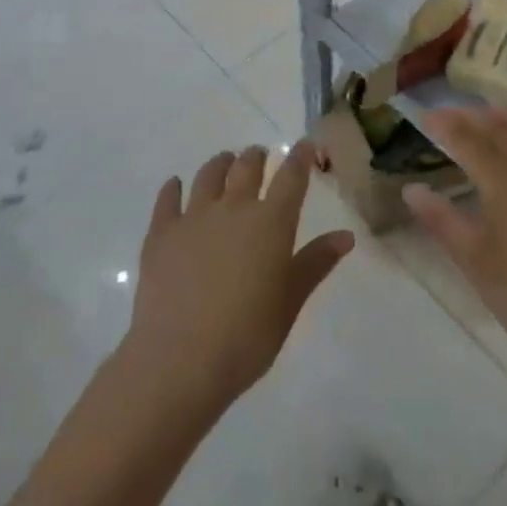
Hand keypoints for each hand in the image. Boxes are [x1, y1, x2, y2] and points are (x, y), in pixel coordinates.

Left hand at [123, 142, 353, 423]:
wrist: (179, 360)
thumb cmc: (246, 337)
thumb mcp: (290, 302)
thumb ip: (315, 263)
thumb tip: (345, 235)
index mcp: (271, 223)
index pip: (291, 178)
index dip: (300, 158)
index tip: (305, 145)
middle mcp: (233, 208)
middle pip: (247, 167)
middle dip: (257, 156)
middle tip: (260, 155)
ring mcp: (193, 217)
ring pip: (209, 175)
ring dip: (221, 163)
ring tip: (225, 161)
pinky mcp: (161, 233)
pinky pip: (168, 199)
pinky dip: (173, 187)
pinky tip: (174, 185)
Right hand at [405, 107, 506, 387]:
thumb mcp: (479, 266)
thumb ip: (444, 222)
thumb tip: (411, 188)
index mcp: (504, 183)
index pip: (468, 141)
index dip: (445, 126)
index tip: (425, 118)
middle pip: (500, 129)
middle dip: (472, 117)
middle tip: (450, 114)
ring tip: (491, 113)